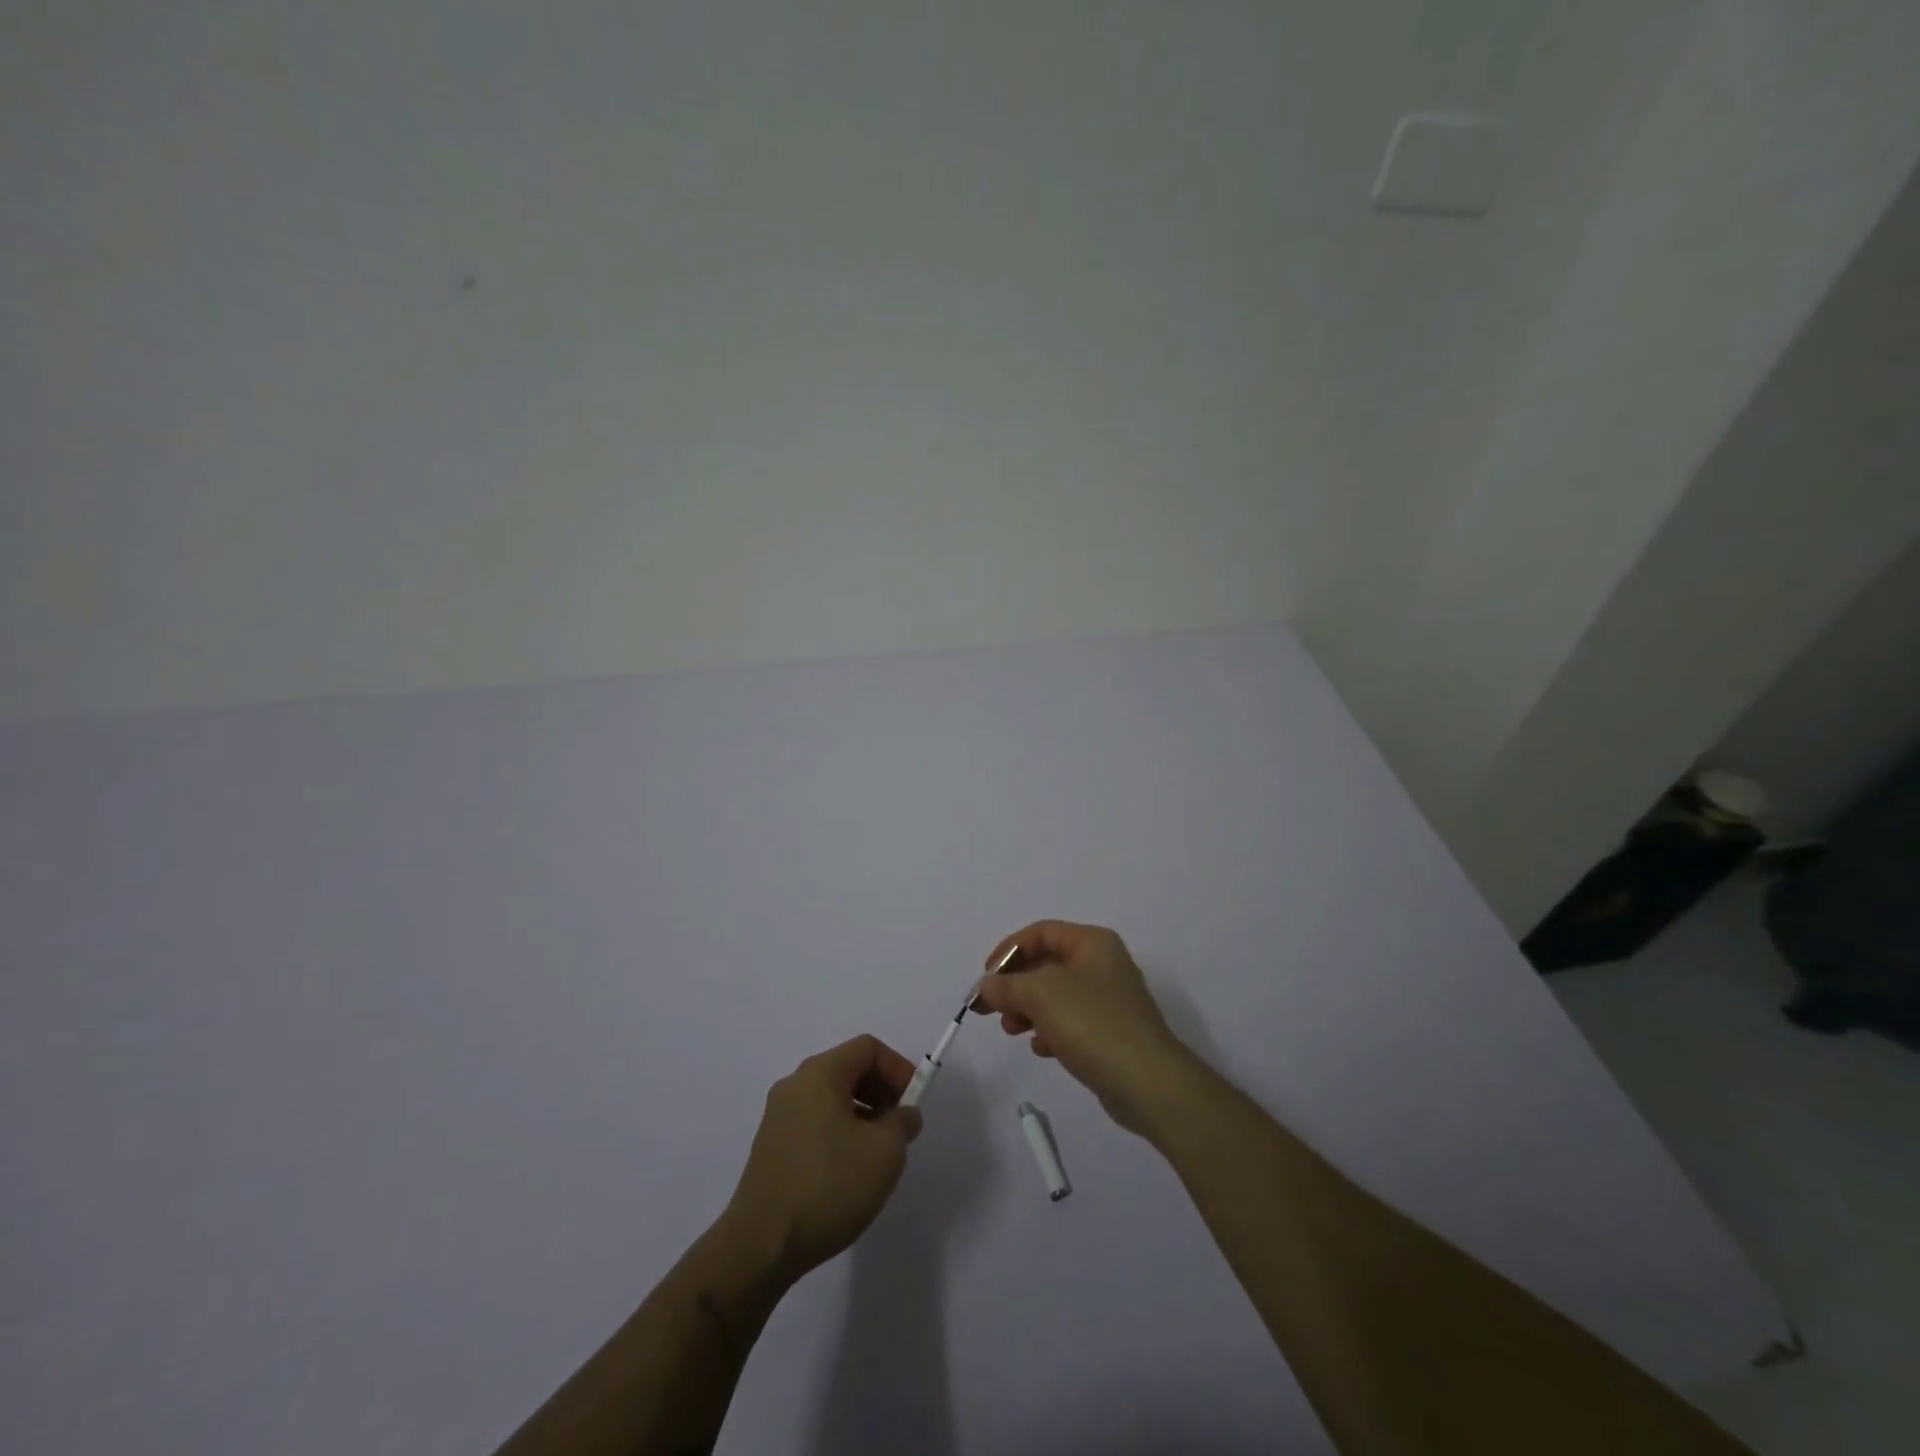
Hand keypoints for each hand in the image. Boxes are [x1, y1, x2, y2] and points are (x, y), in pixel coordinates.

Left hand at [722, 1035, 923, 1283]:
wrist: (761, 1246)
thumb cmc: (829, 1186)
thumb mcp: (885, 1152)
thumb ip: (902, 1123)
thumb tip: (903, 1115)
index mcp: (819, 1074)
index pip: (867, 1048)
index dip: (898, 1068)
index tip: (913, 1103)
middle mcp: (794, 1085)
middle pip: (848, 1069)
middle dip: (881, 1091)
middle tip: (900, 1126)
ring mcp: (778, 1117)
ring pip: (831, 1098)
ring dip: (863, 1114)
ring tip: (879, 1153)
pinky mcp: (771, 1147)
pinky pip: (815, 1122)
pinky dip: (840, 1132)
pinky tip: (850, 1171)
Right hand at [971, 921, 1198, 1137]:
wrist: (1147, 1082)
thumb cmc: (1093, 1023)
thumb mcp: (1041, 994)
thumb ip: (1007, 985)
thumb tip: (986, 986)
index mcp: (1092, 943)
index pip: (1041, 932)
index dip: (1009, 950)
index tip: (987, 977)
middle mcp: (1103, 964)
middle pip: (1046, 964)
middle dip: (1016, 985)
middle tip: (994, 1009)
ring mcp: (1109, 1000)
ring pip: (1056, 995)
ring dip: (1028, 1009)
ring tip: (1013, 1031)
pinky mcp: (1110, 1033)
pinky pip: (1070, 1022)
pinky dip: (1050, 1030)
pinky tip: (1042, 1049)